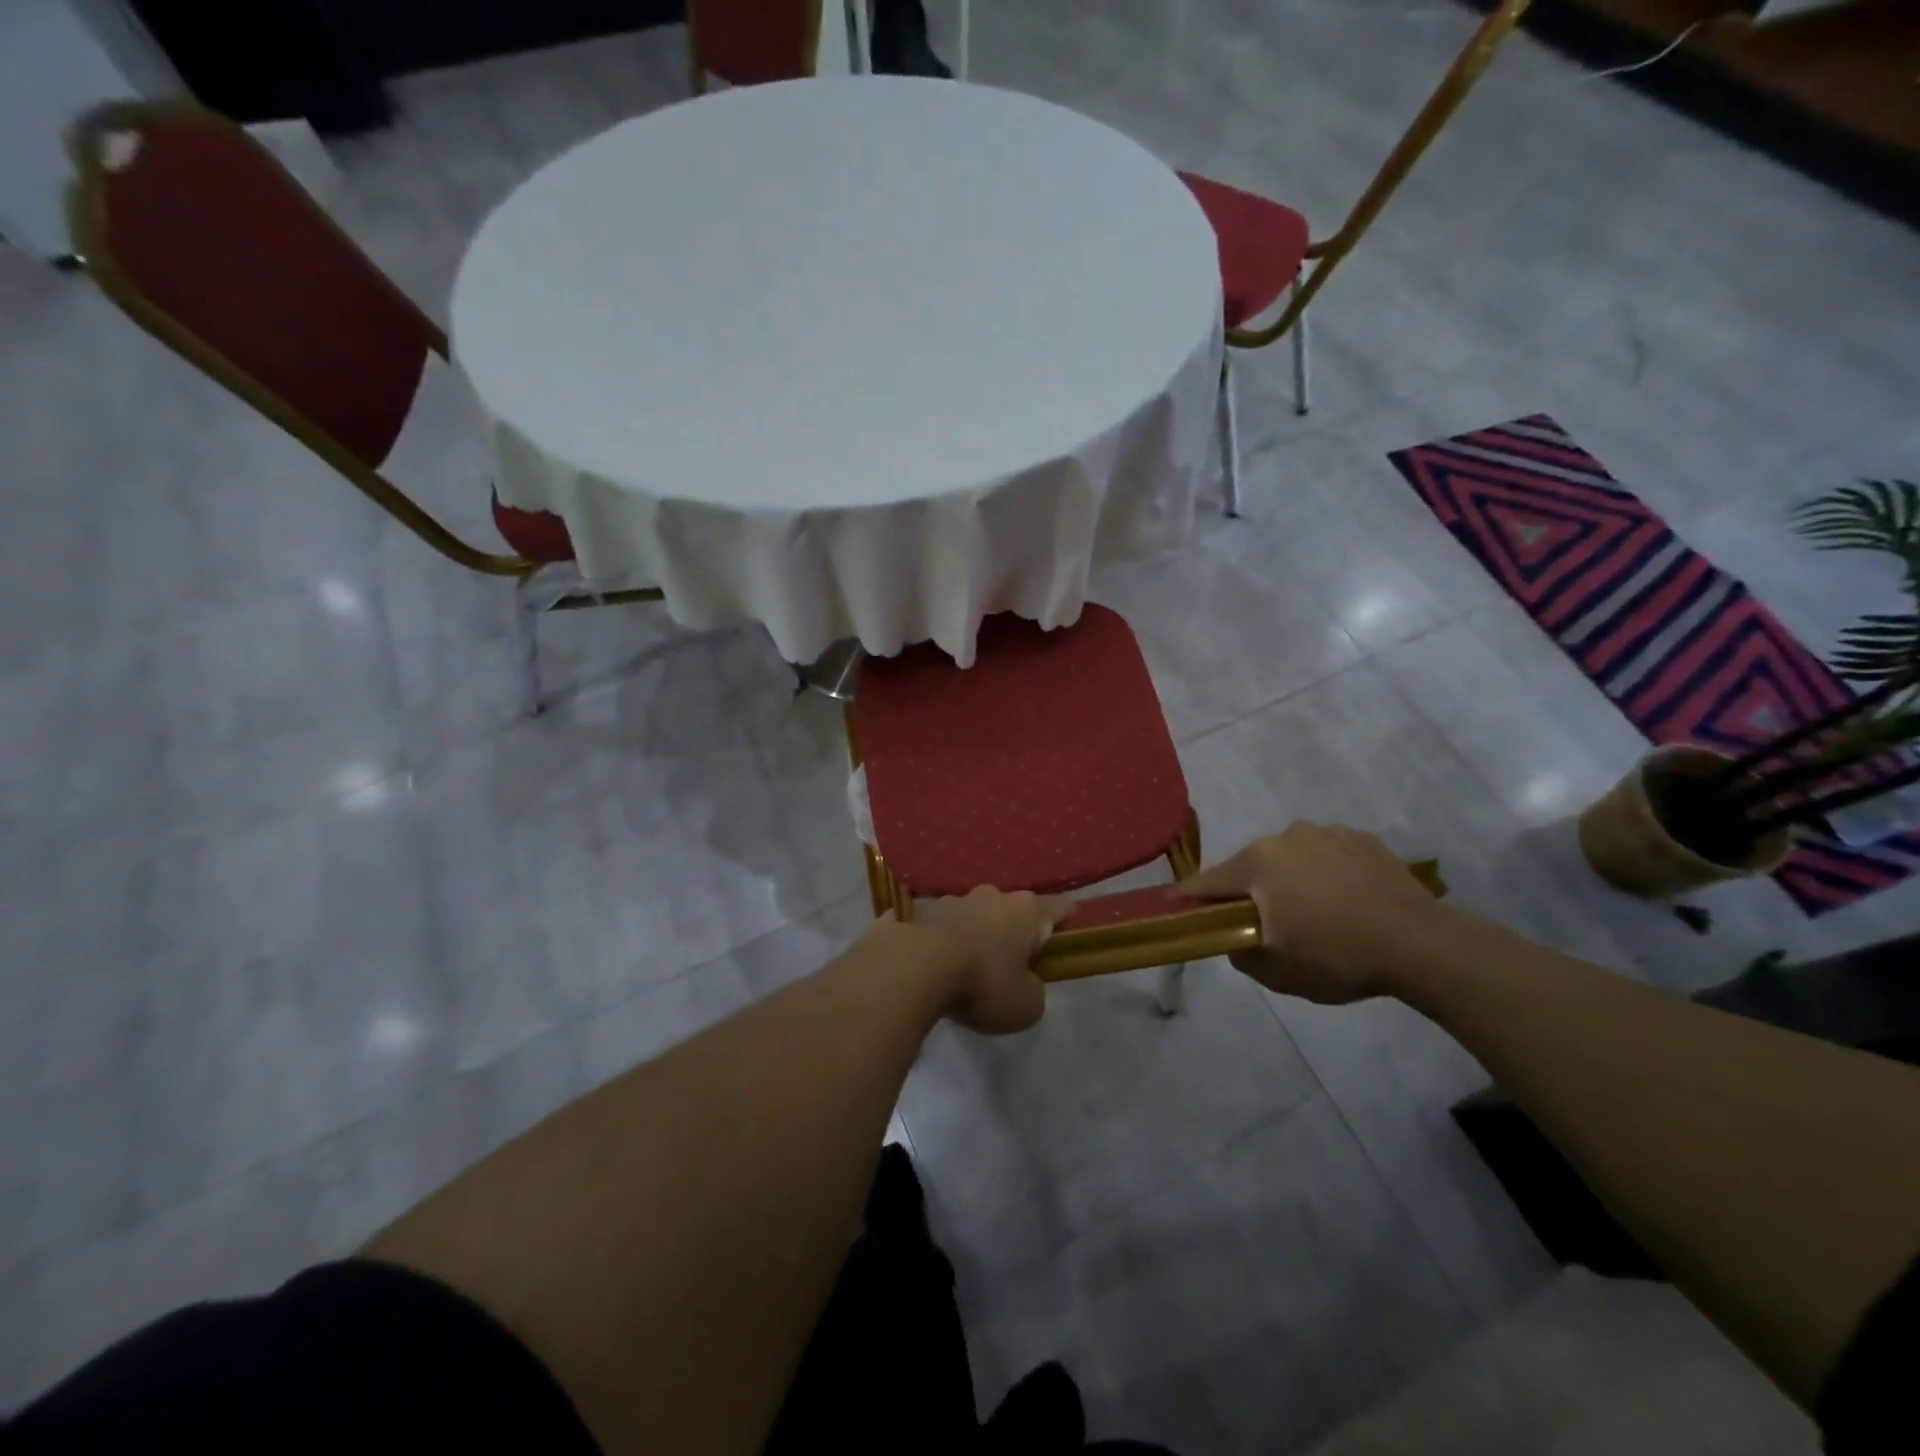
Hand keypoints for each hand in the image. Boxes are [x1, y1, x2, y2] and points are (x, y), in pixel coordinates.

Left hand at [910, 887, 1072, 1034]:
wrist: (916, 968)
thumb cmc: (984, 983)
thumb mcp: (1027, 1006)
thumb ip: (1034, 991)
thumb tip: (1024, 982)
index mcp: (1027, 911)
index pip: (1060, 907)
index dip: (1067, 920)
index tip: (1068, 934)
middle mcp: (993, 896)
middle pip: (1015, 909)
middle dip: (1016, 930)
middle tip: (1014, 962)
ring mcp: (955, 900)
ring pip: (976, 915)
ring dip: (978, 933)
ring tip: (970, 965)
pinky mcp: (922, 913)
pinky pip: (941, 926)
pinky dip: (943, 940)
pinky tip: (935, 962)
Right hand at [1177, 824, 1443, 1003]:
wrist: (1422, 944)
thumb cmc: (1337, 957)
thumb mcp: (1276, 971)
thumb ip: (1238, 951)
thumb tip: (1234, 936)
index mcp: (1257, 863)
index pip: (1208, 881)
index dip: (1189, 897)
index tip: (1175, 905)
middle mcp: (1285, 836)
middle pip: (1251, 866)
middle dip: (1250, 891)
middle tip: (1265, 923)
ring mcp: (1327, 832)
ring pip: (1291, 857)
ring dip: (1291, 879)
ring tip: (1316, 913)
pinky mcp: (1363, 838)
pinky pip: (1328, 855)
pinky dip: (1326, 873)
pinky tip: (1347, 901)